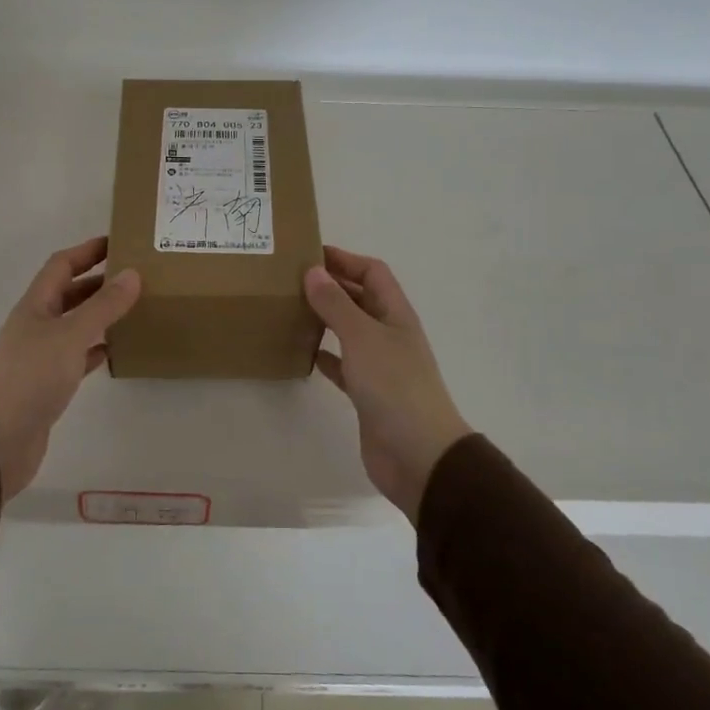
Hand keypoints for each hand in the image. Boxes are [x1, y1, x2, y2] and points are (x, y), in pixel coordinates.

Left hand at [0, 237, 139, 498]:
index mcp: (35, 306)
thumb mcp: (70, 336)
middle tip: (137, 276)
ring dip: (100, 315)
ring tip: (135, 308)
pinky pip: (76, 358)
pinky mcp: (47, 387)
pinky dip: (95, 349)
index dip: (88, 250)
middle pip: (69, 294)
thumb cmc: (29, 379)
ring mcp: (40, 357)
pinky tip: (116, 349)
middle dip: (99, 281)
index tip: (120, 241)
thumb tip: (132, 274)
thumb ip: (103, 306)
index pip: (62, 265)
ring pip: (75, 325)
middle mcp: (35, 326)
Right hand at [305, 246, 470, 523]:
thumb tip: (314, 271)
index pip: (373, 272)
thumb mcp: (362, 337)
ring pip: (350, 330)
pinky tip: (304, 353)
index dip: (345, 259)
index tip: (309, 254)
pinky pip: (344, 365)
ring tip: (292, 310)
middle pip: (360, 298)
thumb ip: (336, 304)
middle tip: (291, 279)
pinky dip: (326, 356)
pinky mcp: (368, 394)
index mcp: (395, 314)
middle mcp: (389, 334)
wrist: (418, 455)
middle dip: (332, 286)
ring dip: (326, 319)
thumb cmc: (394, 386)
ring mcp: (380, 365)